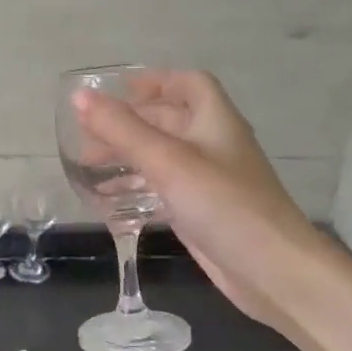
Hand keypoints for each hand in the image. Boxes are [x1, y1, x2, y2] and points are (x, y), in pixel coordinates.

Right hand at [73, 70, 330, 330]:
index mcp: (214, 121)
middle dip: (128, 123)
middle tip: (86, 135)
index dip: (154, 80)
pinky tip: (110, 200)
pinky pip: (163, 189)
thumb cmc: (222, 204)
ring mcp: (209, 181)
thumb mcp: (167, 161)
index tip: (115, 90)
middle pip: (169, 120)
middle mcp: (213, 145)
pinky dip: (137, 188)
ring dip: (128, 156)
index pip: (188, 83)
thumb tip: (79, 96)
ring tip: (88, 167)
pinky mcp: (201, 212)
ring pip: (163, 157)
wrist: (271, 270)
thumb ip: (122, 129)